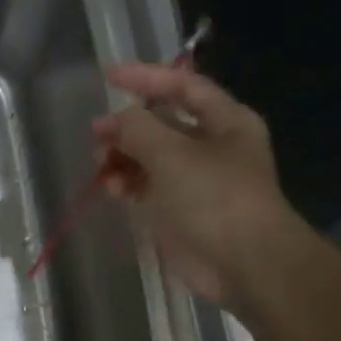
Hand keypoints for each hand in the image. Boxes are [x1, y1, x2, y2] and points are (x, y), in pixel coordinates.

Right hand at [93, 61, 297, 314]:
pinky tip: (108, 187)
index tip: (109, 76)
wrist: (243, 263)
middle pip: (162, 124)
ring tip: (99, 163)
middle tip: (97, 134)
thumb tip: (113, 121)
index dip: (147, 78)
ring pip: (150, 158)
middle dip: (128, 126)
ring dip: (123, 157)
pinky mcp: (179, 212)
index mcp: (225, 122)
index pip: (183, 87)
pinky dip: (126, 185)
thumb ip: (138, 129)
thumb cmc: (215, 197)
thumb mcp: (172, 154)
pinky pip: (146, 189)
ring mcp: (194, 181)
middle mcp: (211, 147)